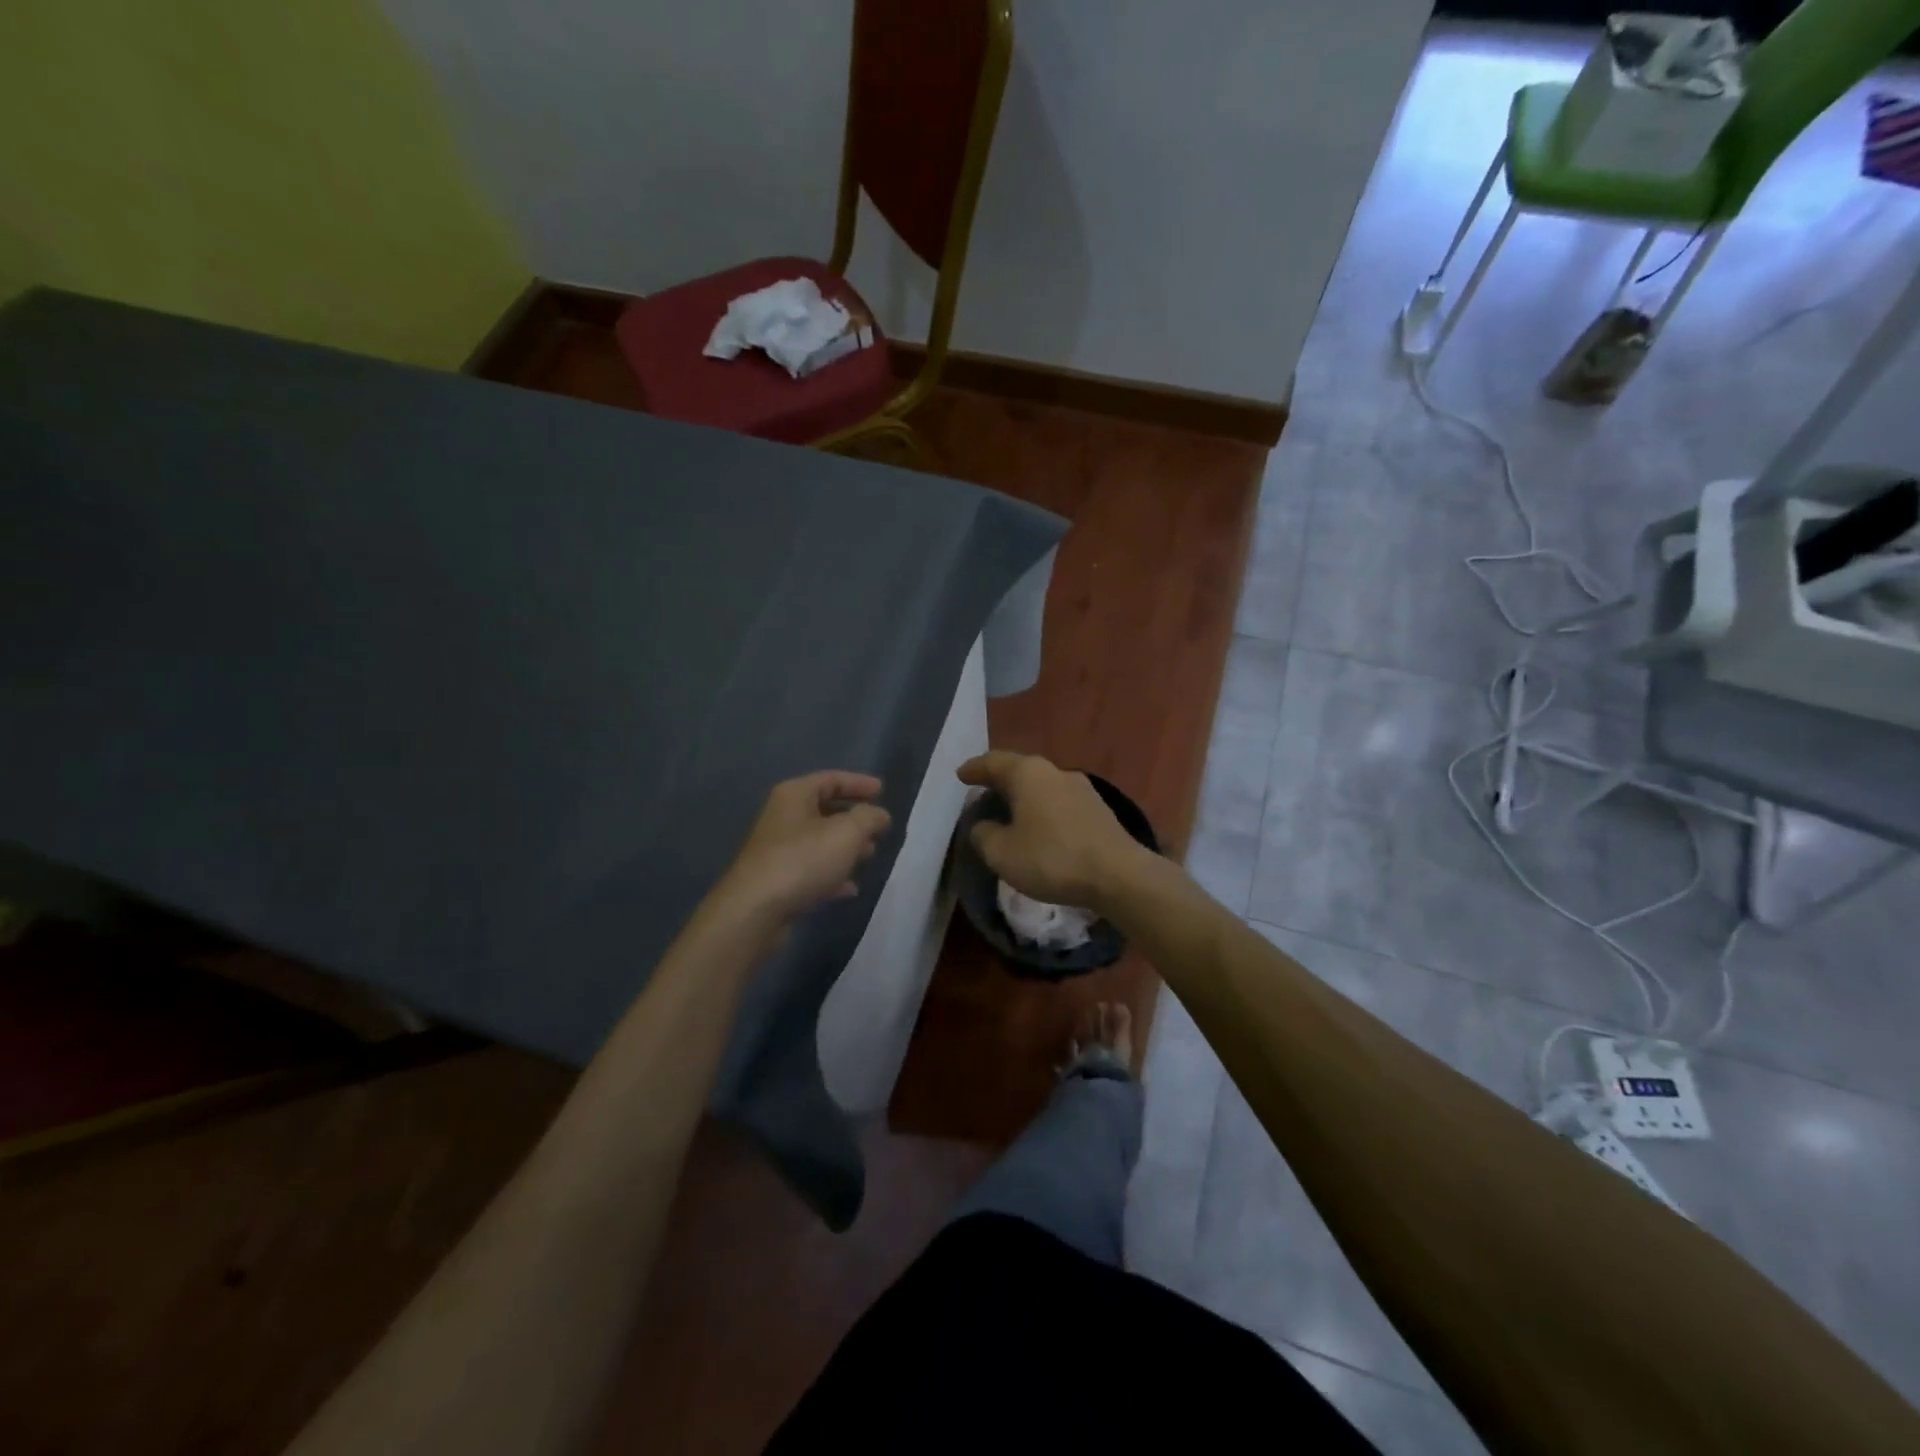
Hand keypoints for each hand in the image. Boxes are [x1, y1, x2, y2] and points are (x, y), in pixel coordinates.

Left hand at [711, 771, 891, 930]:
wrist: (755, 911)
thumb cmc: (803, 860)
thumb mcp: (847, 832)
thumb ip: (869, 818)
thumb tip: (880, 815)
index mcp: (795, 795)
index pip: (831, 779)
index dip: (859, 783)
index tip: (882, 791)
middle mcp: (783, 817)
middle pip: (825, 809)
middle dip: (855, 819)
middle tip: (878, 829)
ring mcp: (777, 850)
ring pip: (820, 841)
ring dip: (846, 848)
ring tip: (869, 857)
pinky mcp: (777, 880)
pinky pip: (811, 869)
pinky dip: (832, 874)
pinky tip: (850, 888)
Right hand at [957, 752, 1146, 912]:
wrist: (1118, 875)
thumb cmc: (1052, 858)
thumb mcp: (1002, 853)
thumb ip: (984, 835)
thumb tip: (984, 826)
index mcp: (1028, 773)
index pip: (993, 762)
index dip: (974, 769)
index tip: (960, 775)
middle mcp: (1055, 771)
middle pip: (1020, 770)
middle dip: (1000, 781)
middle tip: (982, 792)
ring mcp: (1082, 788)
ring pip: (1042, 786)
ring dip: (1024, 797)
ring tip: (1009, 812)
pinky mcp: (1098, 809)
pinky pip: (1059, 803)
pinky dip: (1043, 810)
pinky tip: (1040, 828)